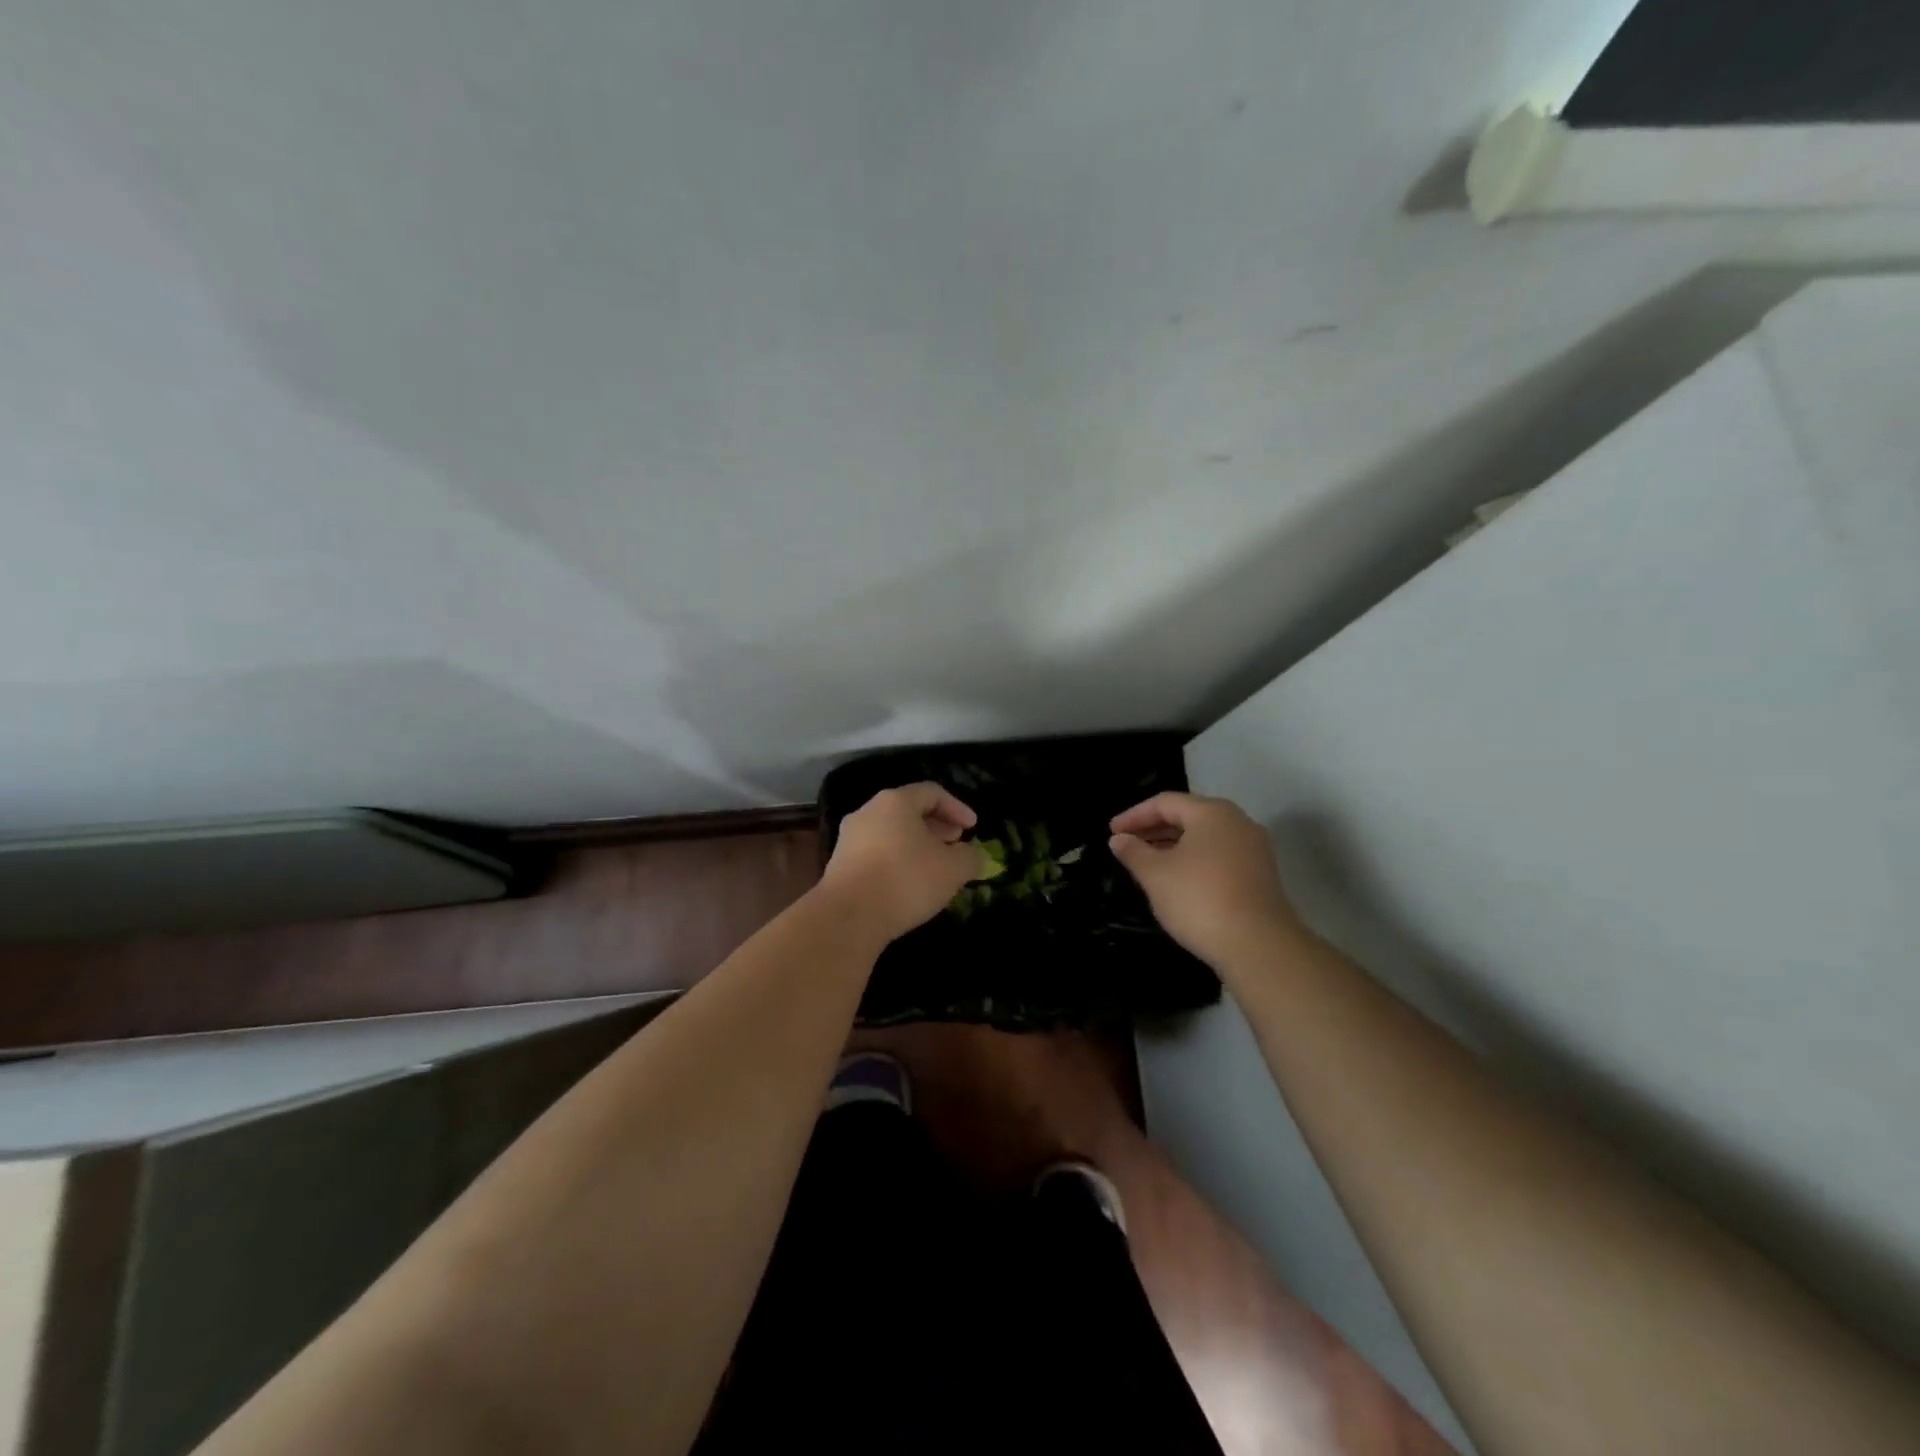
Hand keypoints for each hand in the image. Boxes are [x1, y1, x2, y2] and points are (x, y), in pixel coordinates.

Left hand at [819, 783, 979, 945]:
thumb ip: (970, 857)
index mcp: (895, 802)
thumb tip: (972, 857)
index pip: (932, 792)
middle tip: (955, 843)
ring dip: (916, 845)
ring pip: (891, 833)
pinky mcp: (840, 865)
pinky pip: (876, 854)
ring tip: (935, 867)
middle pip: (908, 811)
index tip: (973, 828)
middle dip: (936, 826)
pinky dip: (897, 861)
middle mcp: (868, 812)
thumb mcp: (953, 869)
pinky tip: (909, 885)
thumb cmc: (905, 880)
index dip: (957, 808)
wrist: (848, 917)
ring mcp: (849, 839)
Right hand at [1109, 792, 1302, 966]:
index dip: (1134, 815)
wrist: (1259, 946)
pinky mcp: (1261, 874)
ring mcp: (1254, 849)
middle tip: (1126, 844)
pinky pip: (1219, 855)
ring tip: (1147, 862)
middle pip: (1188, 816)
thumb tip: (1119, 839)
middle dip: (1154, 829)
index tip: (1111, 832)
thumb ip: (1133, 852)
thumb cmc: (1200, 899)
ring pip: (1204, 837)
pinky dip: (1194, 859)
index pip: (1165, 802)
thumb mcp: (1155, 875)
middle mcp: (1237, 822)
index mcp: (1212, 812)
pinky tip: (1177, 880)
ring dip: (1173, 845)